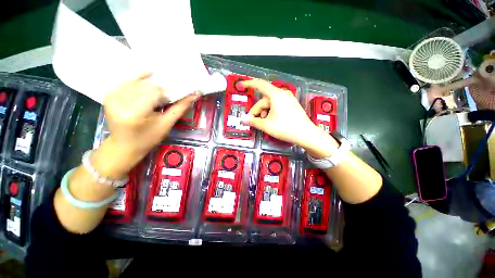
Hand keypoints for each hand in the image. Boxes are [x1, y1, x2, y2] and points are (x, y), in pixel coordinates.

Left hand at [97, 72, 200, 176]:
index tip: (175, 97)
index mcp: (135, 113)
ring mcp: (112, 97)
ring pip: (138, 81)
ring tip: (158, 93)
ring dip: (151, 84)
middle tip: (167, 96)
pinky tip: (149, 75)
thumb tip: (195, 94)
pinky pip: (127, 80)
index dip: (168, 92)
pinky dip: (139, 78)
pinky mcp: (109, 95)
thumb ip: (180, 107)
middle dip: (160, 89)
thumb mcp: (166, 124)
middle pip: (146, 85)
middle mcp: (120, 102)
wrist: (123, 146)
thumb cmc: (148, 139)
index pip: (155, 91)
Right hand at [240, 79, 337, 154]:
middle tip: (253, 121)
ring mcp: (288, 99)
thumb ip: (253, 121)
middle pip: (264, 99)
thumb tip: (242, 119)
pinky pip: (277, 105)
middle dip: (257, 110)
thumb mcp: (267, 125)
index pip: (260, 85)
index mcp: (276, 95)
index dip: (249, 83)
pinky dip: (271, 112)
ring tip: (264, 123)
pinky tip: (271, 121)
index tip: (241, 85)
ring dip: (264, 112)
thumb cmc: (285, 128)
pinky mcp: (291, 105)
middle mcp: (283, 94)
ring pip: (271, 103)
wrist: (306, 134)